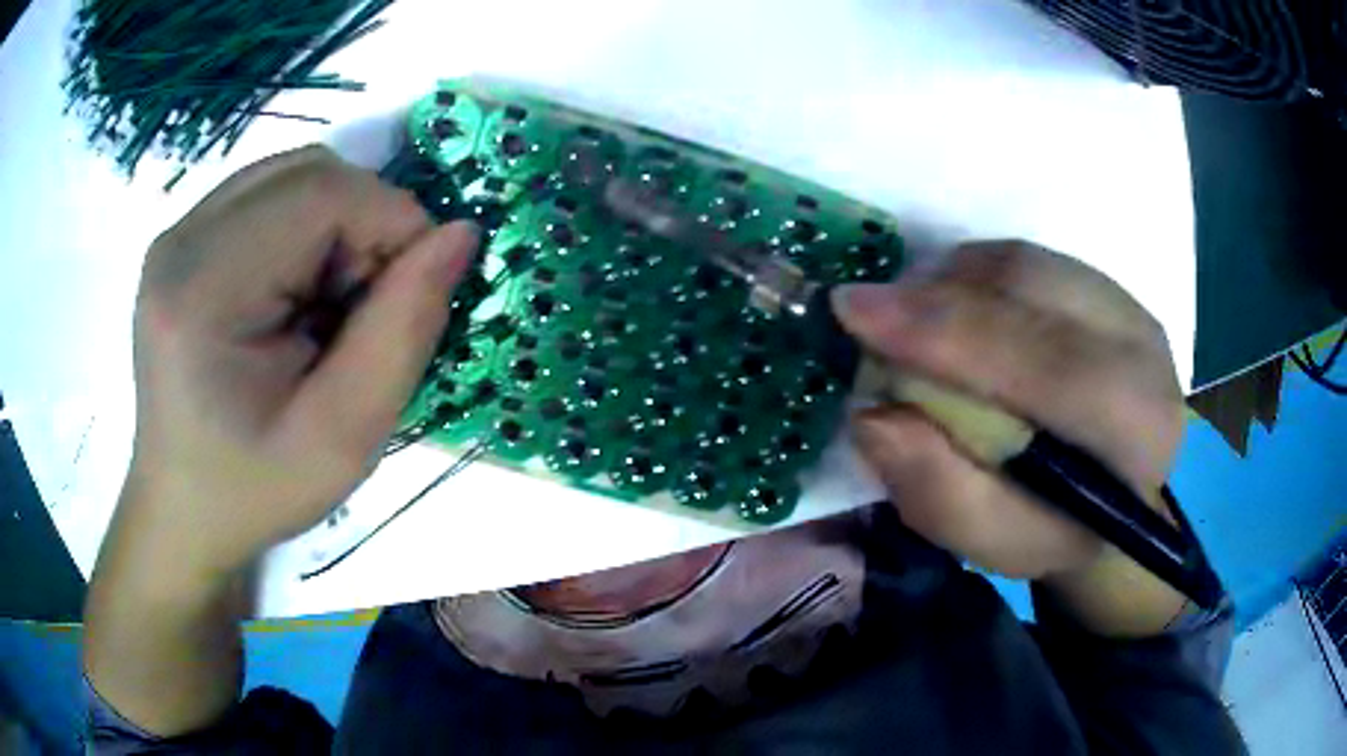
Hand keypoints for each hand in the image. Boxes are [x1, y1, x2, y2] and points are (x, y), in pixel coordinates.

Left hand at [121, 145, 477, 583]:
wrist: (183, 509)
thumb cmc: (256, 489)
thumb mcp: (344, 439)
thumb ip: (404, 332)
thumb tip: (457, 235)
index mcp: (203, 290)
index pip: (322, 193)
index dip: (391, 222)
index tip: (412, 292)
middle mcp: (182, 240)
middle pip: (309, 173)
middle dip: (363, 223)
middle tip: (364, 309)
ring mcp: (178, 233)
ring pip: (294, 175)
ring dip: (337, 225)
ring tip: (328, 307)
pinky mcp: (184, 240)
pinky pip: (270, 195)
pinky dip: (308, 230)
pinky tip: (297, 294)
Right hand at [833, 241, 1185, 586]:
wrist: (1117, 491)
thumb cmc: (1060, 529)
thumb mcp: (1000, 543)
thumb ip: (941, 494)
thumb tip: (873, 416)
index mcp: (1134, 427)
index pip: (1044, 362)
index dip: (947, 333)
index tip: (854, 314)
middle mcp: (1142, 345)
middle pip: (1029, 286)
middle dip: (934, 296)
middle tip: (864, 317)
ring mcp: (1125, 303)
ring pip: (1021, 262)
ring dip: (948, 282)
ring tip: (909, 325)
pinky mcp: (1103, 282)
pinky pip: (1022, 258)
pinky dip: (970, 277)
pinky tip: (952, 315)